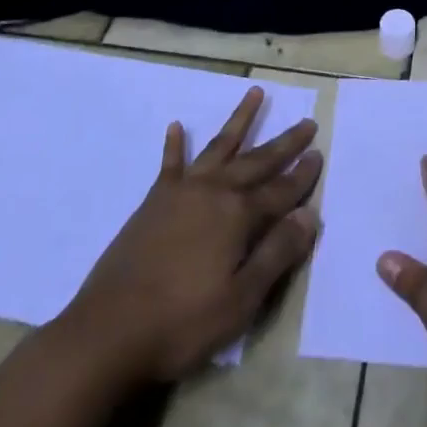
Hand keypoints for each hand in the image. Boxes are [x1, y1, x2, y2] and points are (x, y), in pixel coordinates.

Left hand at [60, 86, 321, 383]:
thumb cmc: (181, 323)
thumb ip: (277, 253)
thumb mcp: (241, 299)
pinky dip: (175, 145)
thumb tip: (310, 214)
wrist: (106, 334)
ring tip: (256, 93)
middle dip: (285, 142)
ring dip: (240, 120)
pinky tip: (177, 126)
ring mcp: (181, 193)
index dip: (303, 174)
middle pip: (257, 161)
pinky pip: (170, 164)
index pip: (281, 190)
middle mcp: (214, 192)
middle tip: (307, 121)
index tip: (320, 153)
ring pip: (219, 147)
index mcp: (238, 216)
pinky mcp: (153, 202)